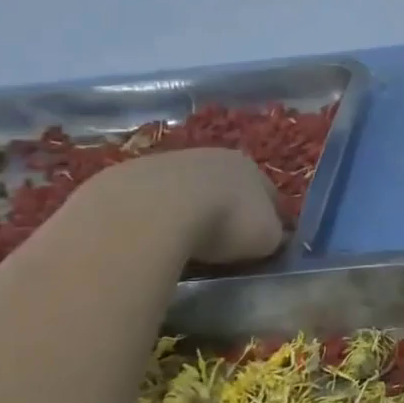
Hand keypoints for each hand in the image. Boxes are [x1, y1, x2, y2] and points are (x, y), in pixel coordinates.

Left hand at [86, 148, 284, 266]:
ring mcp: (167, 162)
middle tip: (227, 245)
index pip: (270, 193)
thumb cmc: (223, 223)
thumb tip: (272, 239)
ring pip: (188, 191)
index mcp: (249, 166)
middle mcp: (211, 156)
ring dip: (191, 213)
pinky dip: (158, 219)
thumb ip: (273, 236)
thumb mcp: (265, 238)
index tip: (269, 243)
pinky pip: (154, 202)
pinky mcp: (129, 177)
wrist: (152, 212)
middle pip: (227, 187)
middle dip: (229, 212)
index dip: (273, 219)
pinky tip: (155, 242)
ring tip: (187, 246)